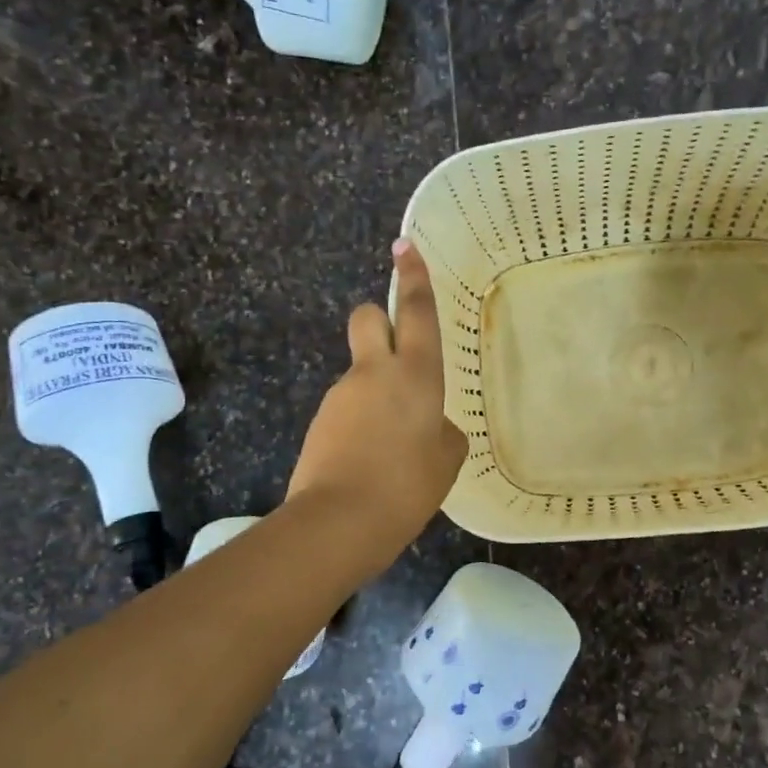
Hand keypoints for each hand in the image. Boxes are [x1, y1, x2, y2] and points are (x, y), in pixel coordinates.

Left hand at [288, 239, 468, 567]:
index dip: (413, 277)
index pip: (416, 312)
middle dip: (378, 319)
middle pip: (367, 318)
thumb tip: (428, 426)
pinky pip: (348, 410)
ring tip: (392, 449)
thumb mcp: (447, 458)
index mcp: (415, 375)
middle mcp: (374, 374)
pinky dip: (361, 424)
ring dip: (375, 392)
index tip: (404, 246)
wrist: (340, 521)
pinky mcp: (320, 423)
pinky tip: (371, 463)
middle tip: (394, 349)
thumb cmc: (408, 486)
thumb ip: (441, 432)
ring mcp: (341, 397)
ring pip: (360, 373)